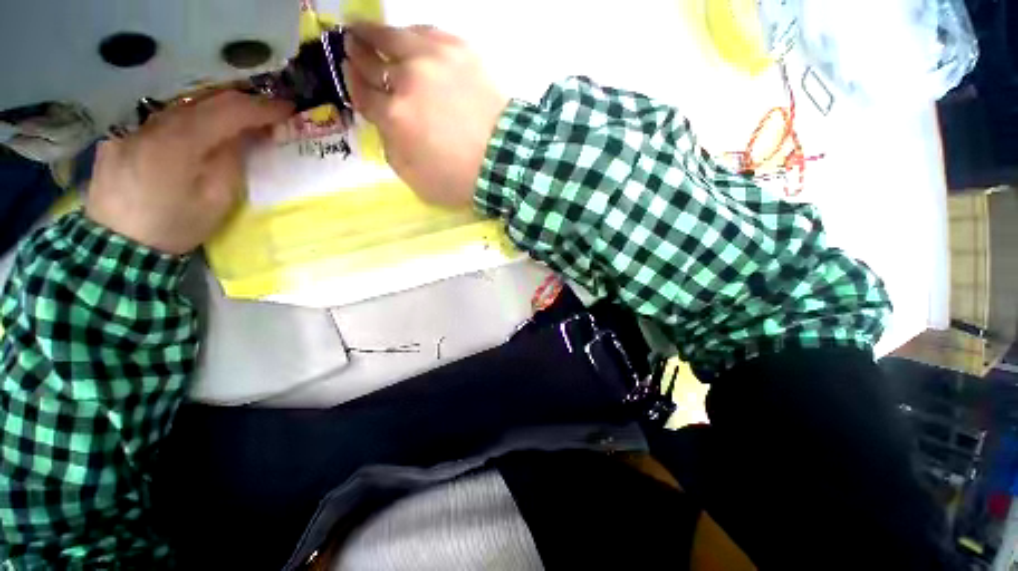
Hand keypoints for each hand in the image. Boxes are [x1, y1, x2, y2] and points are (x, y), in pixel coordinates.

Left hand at [85, 92, 292, 255]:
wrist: (113, 254)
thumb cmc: (166, 230)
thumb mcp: (210, 206)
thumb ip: (231, 164)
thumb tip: (239, 138)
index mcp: (189, 135)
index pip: (236, 108)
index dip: (265, 107)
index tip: (287, 110)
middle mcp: (166, 120)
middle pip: (211, 99)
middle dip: (239, 105)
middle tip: (257, 116)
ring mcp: (142, 127)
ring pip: (184, 108)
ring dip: (207, 113)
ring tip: (219, 127)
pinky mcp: (124, 140)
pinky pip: (160, 123)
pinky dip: (177, 127)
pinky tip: (179, 141)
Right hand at [342, 24, 508, 206]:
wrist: (508, 156)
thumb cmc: (455, 173)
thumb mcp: (405, 169)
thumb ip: (386, 136)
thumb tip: (382, 111)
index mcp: (393, 113)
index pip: (362, 89)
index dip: (350, 77)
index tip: (344, 65)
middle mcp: (411, 79)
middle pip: (374, 57)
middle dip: (357, 46)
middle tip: (348, 37)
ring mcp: (438, 59)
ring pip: (400, 36)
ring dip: (381, 32)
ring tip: (370, 28)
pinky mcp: (463, 50)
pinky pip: (431, 31)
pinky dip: (414, 31)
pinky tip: (408, 33)